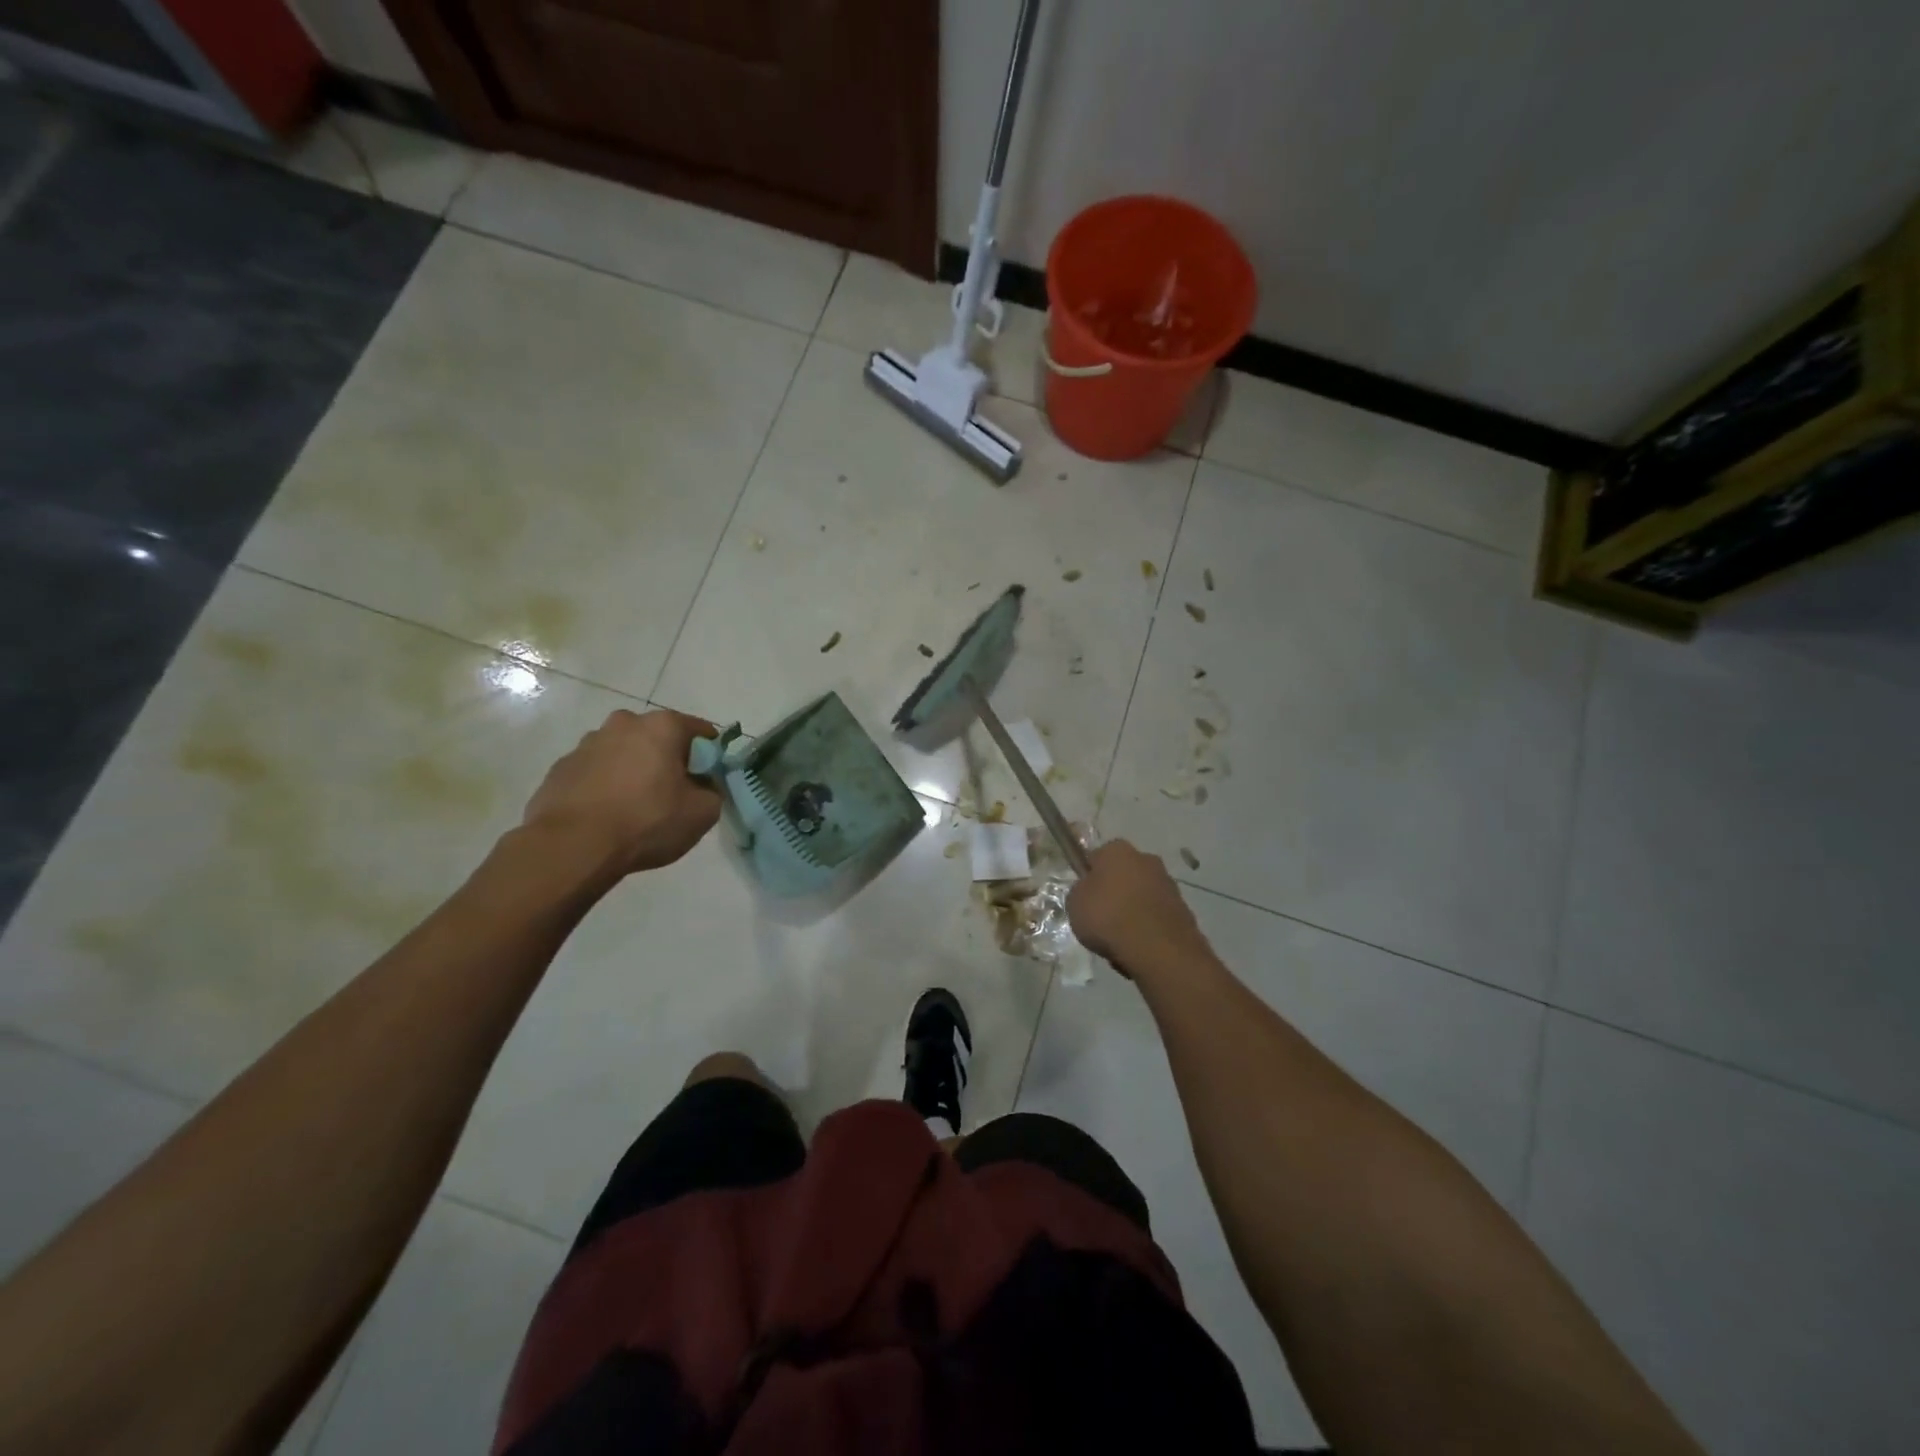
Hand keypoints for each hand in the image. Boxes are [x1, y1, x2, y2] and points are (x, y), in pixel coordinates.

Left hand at [522, 709, 721, 876]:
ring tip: (635, 809)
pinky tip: (606, 816)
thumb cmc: (646, 822)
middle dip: (668, 761)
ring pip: (623, 754)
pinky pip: (595, 773)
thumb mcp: (702, 813)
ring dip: (633, 772)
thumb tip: (703, 787)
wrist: (572, 847)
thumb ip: (713, 792)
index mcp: (662, 726)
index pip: (700, 731)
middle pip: (658, 739)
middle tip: (673, 795)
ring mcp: (586, 744)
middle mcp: (623, 724)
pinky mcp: (560, 769)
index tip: (708, 781)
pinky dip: (605, 787)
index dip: (709, 756)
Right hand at [1067, 840, 1207, 969]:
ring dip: (1133, 912)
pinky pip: (1156, 917)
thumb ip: (1080, 891)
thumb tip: (1090, 891)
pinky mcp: (1184, 910)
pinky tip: (1139, 949)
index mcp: (1117, 850)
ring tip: (1120, 941)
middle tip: (1101, 919)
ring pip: (1141, 897)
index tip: (1084, 898)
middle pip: (1123, 875)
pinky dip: (1148, 929)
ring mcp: (1169, 884)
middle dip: (1115, 893)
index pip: (1096, 857)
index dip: (1089, 877)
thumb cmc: (1108, 917)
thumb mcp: (1074, 903)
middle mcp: (1146, 859)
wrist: (1158, 949)